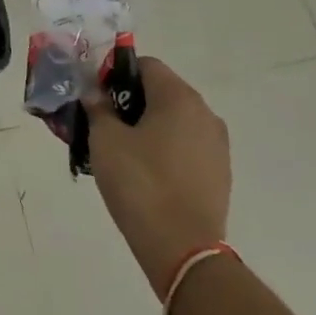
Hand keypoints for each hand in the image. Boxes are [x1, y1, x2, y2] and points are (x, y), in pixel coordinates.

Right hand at [88, 56, 231, 290]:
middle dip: (130, 102)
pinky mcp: (220, 173)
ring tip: (122, 154)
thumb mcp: (105, 141)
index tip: (96, 99)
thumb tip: (95, 93)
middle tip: (103, 126)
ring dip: (148, 127)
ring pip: (175, 121)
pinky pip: (186, 147)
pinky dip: (165, 150)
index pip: (145, 65)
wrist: (183, 249)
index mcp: (179, 97)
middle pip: (161, 92)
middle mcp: (204, 113)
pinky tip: (146, 175)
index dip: (116, 75)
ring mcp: (217, 144)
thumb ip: (98, 108)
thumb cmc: (140, 184)